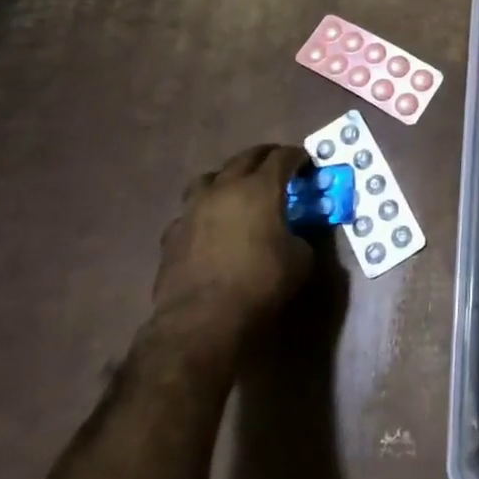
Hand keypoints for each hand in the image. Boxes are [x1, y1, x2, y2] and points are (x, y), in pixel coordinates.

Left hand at [151, 144, 313, 335]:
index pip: (283, 156)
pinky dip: (204, 212)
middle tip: (278, 168)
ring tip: (238, 191)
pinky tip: (210, 228)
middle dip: (266, 158)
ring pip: (210, 177)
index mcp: (260, 188)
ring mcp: (193, 208)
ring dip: (228, 178)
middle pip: (246, 157)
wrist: (201, 322)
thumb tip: (298, 232)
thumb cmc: (260, 285)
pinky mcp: (172, 233)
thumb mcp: (301, 260)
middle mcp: (225, 188)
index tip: (307, 164)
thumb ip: (303, 236)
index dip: (297, 157)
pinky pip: (190, 212)